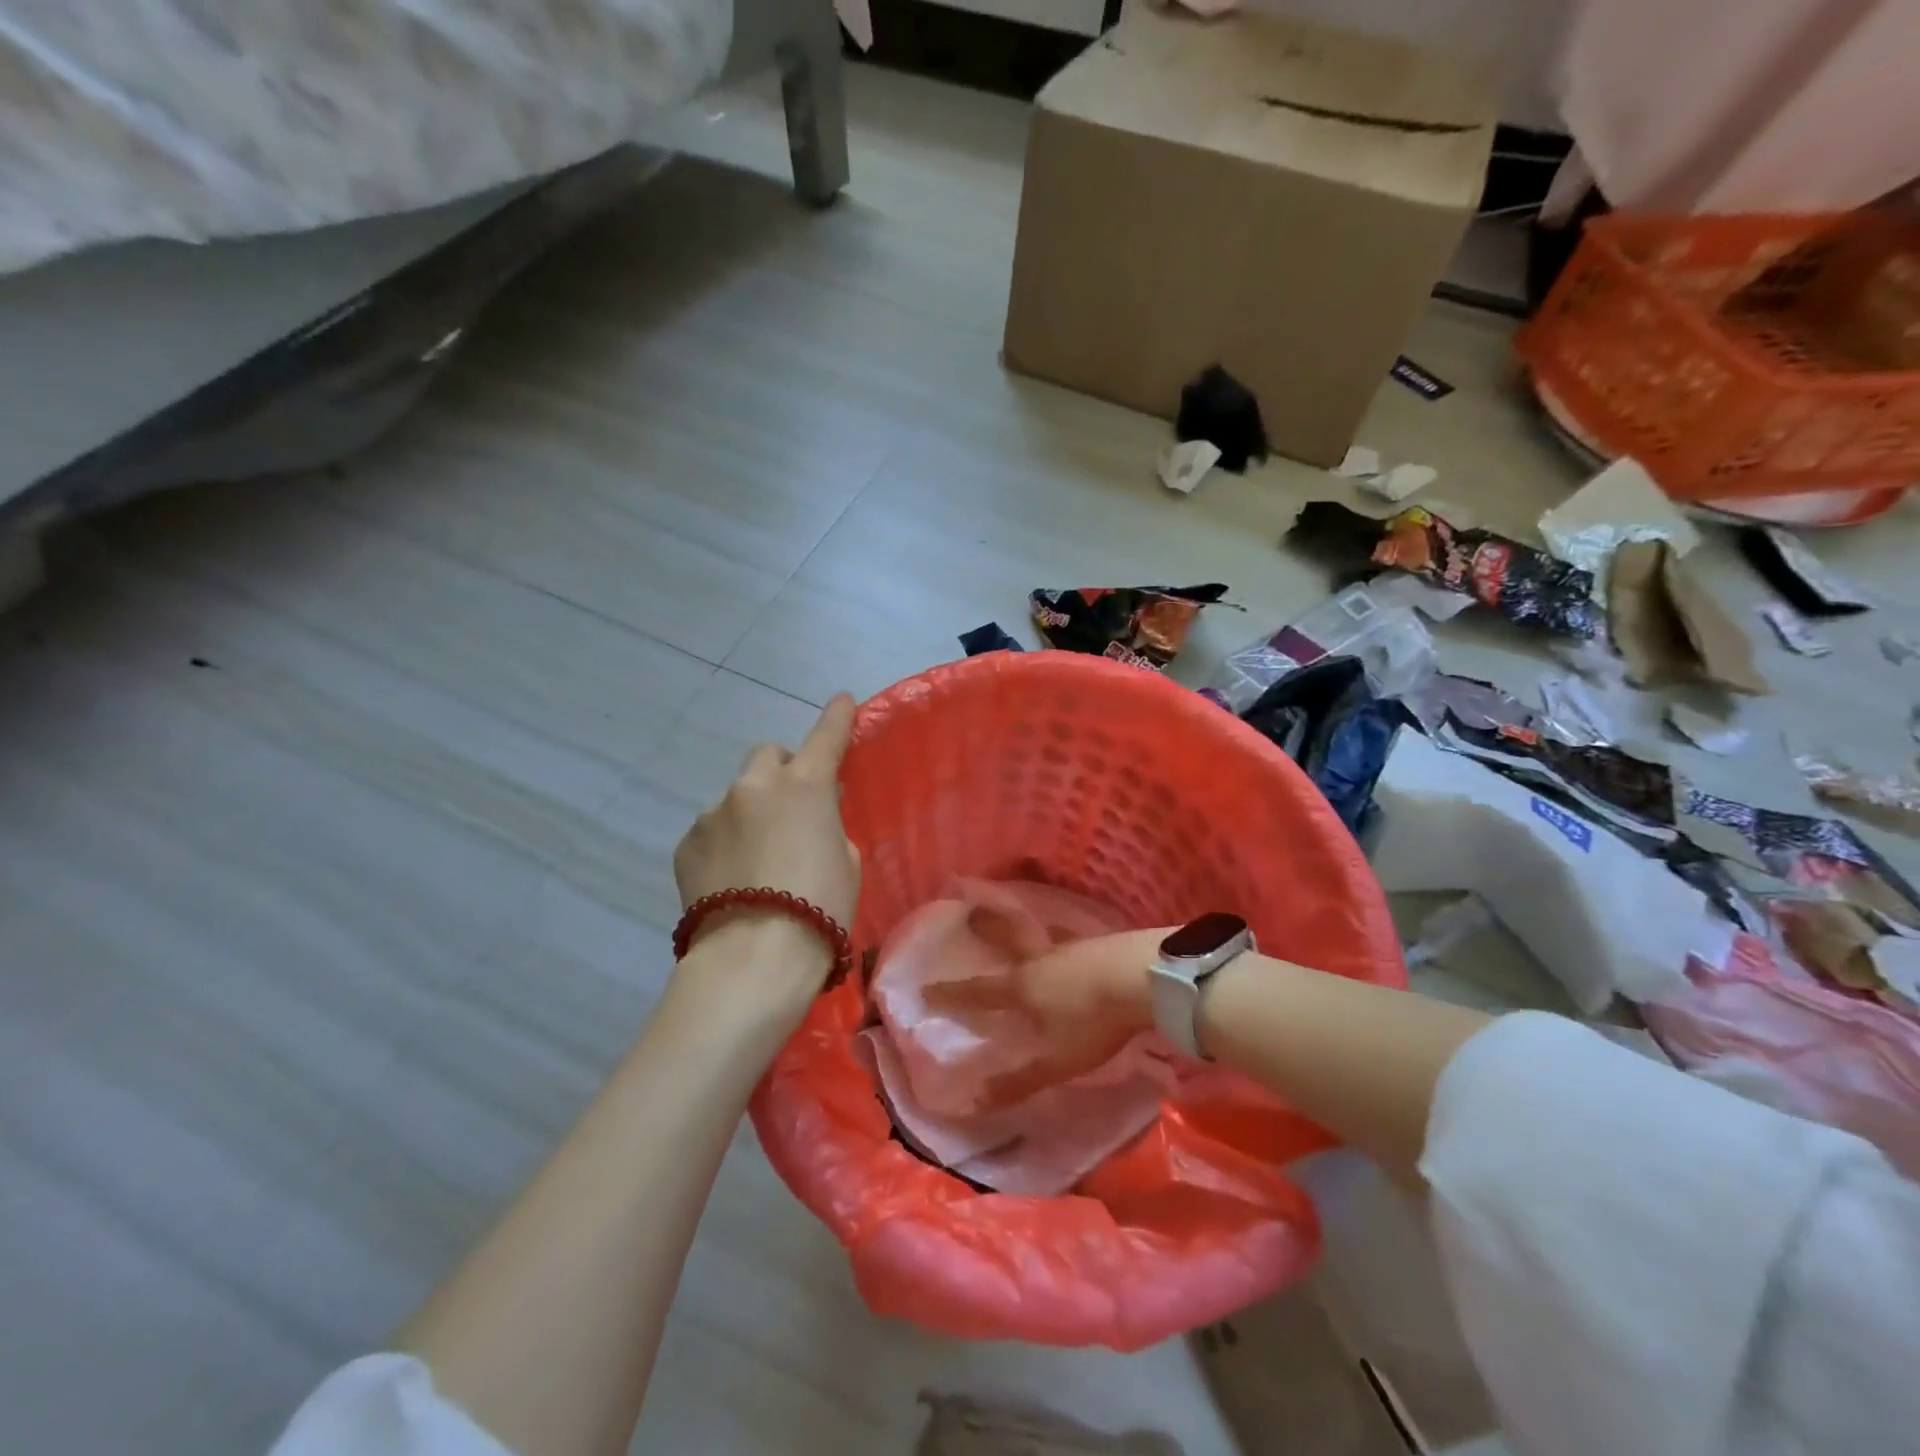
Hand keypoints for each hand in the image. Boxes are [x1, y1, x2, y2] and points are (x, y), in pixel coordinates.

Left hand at [673, 694, 861, 968]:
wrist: (754, 957)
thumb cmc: (820, 908)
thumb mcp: (846, 862)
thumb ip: (828, 826)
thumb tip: (811, 817)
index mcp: (804, 787)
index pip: (826, 737)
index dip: (837, 717)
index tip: (841, 700)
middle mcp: (755, 787)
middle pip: (768, 755)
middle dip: (783, 771)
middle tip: (792, 805)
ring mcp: (713, 812)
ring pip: (737, 798)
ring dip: (750, 814)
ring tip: (756, 860)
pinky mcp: (687, 843)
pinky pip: (712, 830)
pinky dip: (725, 843)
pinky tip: (731, 879)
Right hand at [924, 925, 1164, 1107]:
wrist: (1141, 977)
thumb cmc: (1093, 1022)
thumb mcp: (1055, 1061)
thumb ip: (1017, 1080)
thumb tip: (973, 1100)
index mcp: (1022, 988)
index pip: (978, 992)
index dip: (951, 994)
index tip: (925, 988)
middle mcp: (1039, 961)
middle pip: (1006, 945)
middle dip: (985, 933)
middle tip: (970, 915)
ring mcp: (1070, 948)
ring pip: (1039, 942)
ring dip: (1024, 937)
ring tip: (1020, 931)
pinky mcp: (1098, 944)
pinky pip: (1071, 941)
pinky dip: (1063, 941)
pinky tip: (1073, 944)